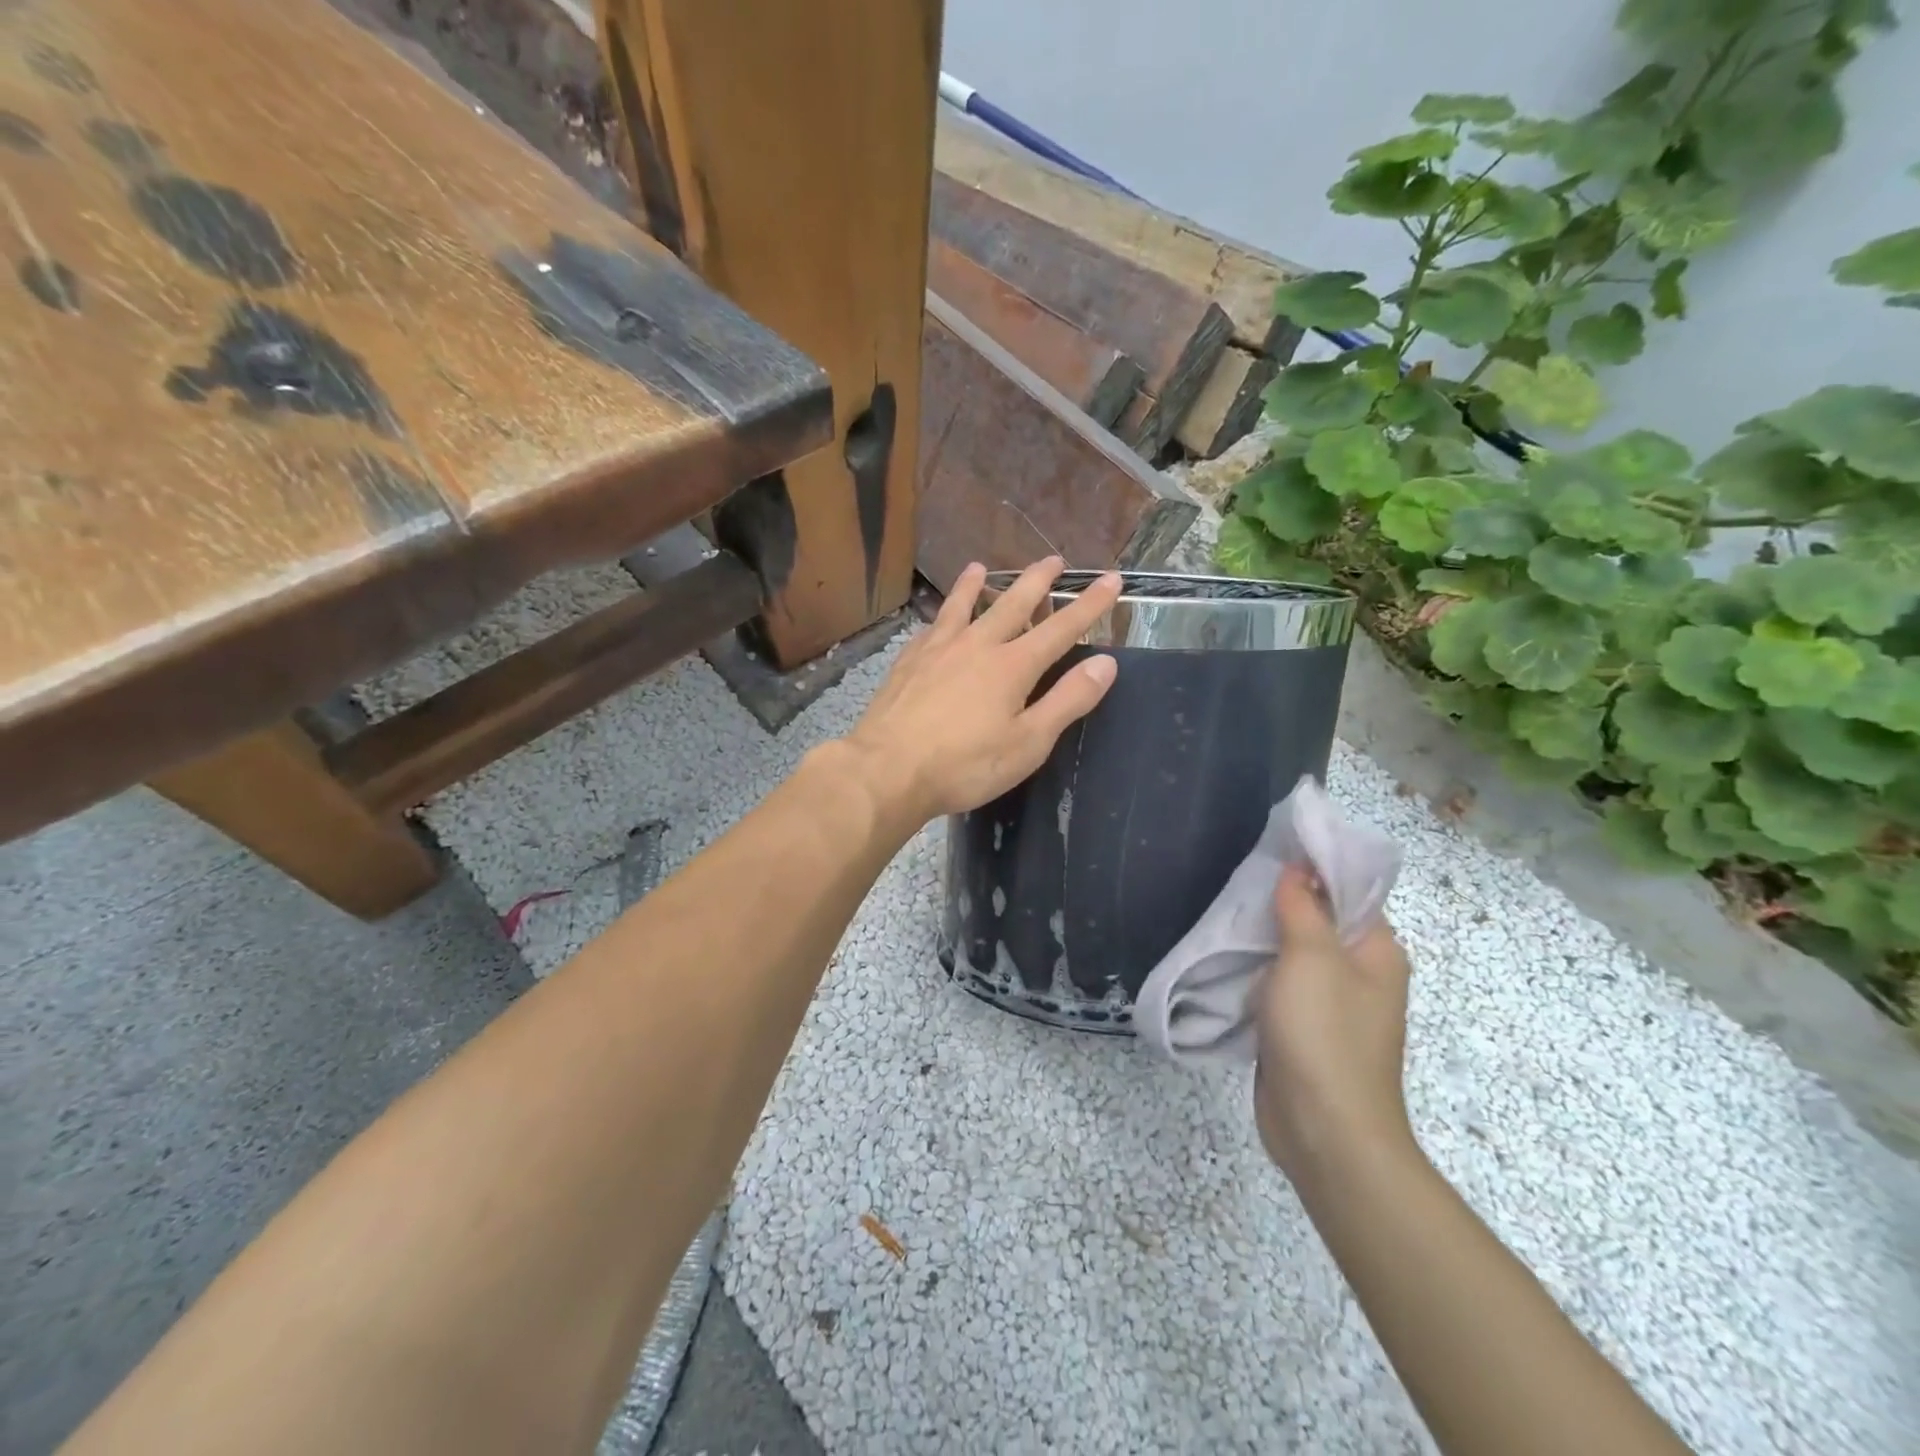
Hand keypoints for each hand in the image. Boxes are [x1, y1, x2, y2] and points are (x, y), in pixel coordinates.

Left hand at [841, 558, 1121, 825]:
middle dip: (1037, 580)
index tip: (1111, 580)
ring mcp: (937, 650)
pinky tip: (937, 619)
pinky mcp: (907, 662)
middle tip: (1053, 560)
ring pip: (961, 606)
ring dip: (974, 584)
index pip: (1061, 628)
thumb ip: (1068, 700)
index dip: (1089, 604)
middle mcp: (976, 645)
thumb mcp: (1029, 742)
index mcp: (1012, 665)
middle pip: (1012, 603)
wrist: (888, 770)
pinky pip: (930, 627)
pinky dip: (940, 615)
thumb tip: (1106, 663)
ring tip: (979, 567)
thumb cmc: (965, 765)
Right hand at [1253, 864, 1415, 1178]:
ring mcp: (1330, 1005)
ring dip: (1264, 938)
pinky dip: (1256, 971)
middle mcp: (1360, 975)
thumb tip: (1299, 867)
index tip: (1269, 850)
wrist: (1323, 1130)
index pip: (1349, 892)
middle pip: (1319, 921)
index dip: (1313, 868)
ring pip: (1294, 955)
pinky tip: (1226, 957)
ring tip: (1223, 911)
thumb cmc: (1324, 1034)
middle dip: (1280, 902)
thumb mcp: (1311, 957)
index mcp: (1377, 952)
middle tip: (1236, 880)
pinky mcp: (1302, 1030)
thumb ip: (1303, 907)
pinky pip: (1279, 986)